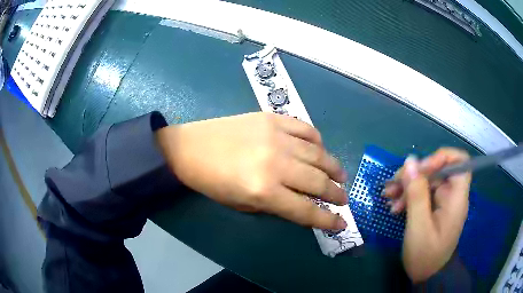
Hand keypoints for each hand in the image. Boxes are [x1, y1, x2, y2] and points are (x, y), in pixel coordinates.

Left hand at [155, 112, 348, 230]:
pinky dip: (317, 140)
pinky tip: (320, 148)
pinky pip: (305, 128)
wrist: (189, 148)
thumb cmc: (212, 182)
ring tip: (340, 176)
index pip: (306, 210)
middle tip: (343, 198)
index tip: (342, 222)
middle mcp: (276, 163)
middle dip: (336, 193)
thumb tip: (304, 206)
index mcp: (264, 191)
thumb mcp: (243, 205)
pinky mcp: (272, 118)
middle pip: (318, 182)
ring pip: (318, 154)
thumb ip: (277, 207)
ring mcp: (276, 137)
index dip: (327, 219)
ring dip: (333, 167)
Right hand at [383, 148, 470, 282]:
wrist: (427, 276)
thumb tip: (410, 161)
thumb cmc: (425, 255)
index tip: (420, 168)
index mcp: (456, 197)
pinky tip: (394, 206)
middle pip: (438, 170)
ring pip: (427, 181)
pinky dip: (408, 196)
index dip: (441, 157)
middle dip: (415, 174)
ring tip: (388, 196)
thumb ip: (416, 194)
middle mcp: (452, 195)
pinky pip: (423, 193)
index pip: (459, 161)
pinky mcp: (434, 208)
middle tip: (393, 185)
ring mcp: (443, 202)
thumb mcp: (418, 227)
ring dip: (407, 186)